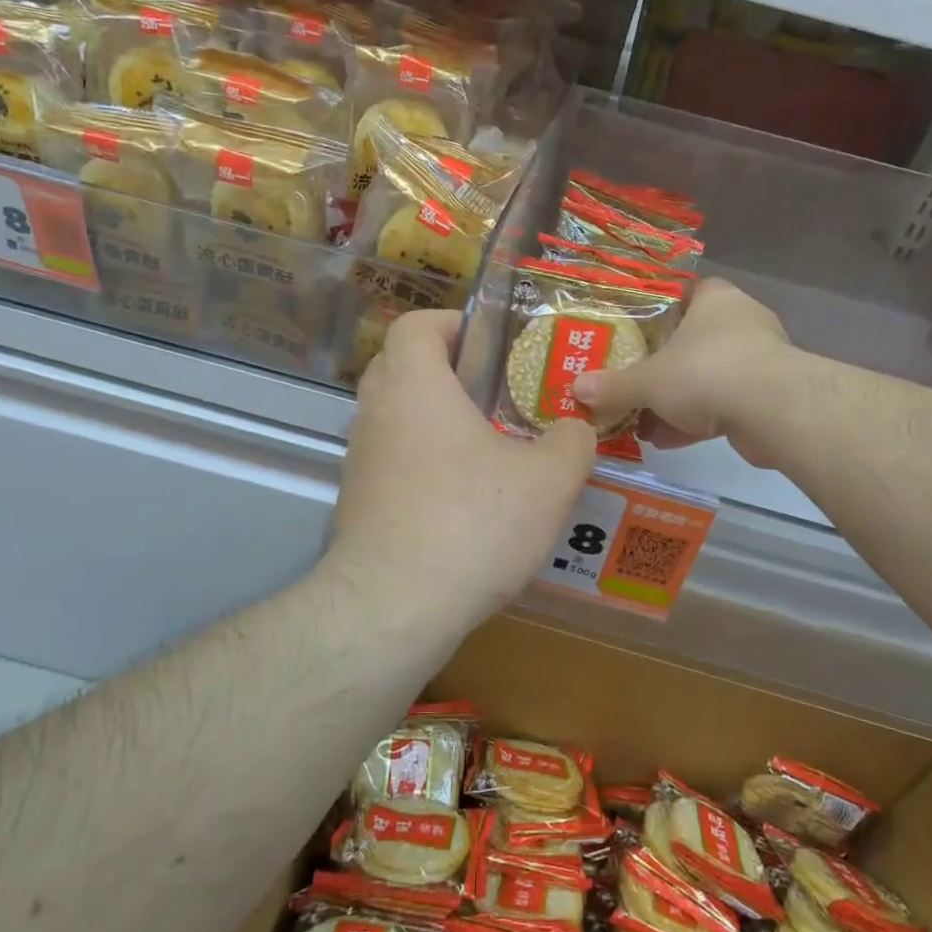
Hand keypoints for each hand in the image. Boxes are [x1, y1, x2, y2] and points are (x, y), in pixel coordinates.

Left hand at [324, 309, 596, 631]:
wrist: (394, 608)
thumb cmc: (472, 523)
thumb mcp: (548, 480)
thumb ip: (571, 442)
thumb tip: (575, 429)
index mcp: (415, 386)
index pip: (416, 324)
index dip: (452, 323)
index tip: (489, 344)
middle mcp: (376, 413)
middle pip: (400, 366)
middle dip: (445, 370)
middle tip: (493, 392)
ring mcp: (360, 461)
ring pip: (394, 417)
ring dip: (433, 420)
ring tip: (486, 448)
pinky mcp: (357, 503)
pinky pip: (391, 461)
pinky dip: (421, 463)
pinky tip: (462, 499)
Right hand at [572, 278, 797, 466]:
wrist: (772, 410)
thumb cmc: (705, 371)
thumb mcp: (648, 380)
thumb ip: (614, 386)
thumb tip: (575, 389)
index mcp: (714, 299)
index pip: (682, 293)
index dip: (655, 312)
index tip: (631, 333)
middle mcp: (739, 322)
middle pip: (691, 340)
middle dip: (660, 366)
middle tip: (629, 382)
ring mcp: (757, 360)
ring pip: (705, 377)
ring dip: (675, 400)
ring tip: (639, 421)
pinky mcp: (766, 397)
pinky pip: (721, 405)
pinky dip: (695, 421)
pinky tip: (665, 441)